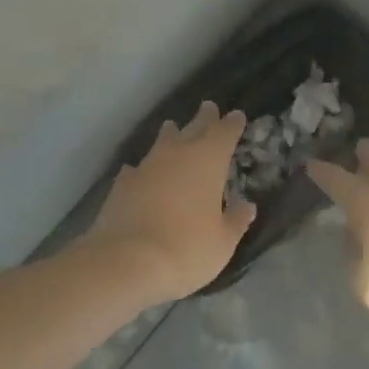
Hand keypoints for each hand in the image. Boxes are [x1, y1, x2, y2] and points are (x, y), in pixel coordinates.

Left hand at [83, 101, 256, 302]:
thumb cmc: (186, 249)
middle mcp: (177, 154)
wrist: (125, 262)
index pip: (224, 133)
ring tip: (173, 129)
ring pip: (162, 142)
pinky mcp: (122, 184)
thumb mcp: (223, 242)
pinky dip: (145, 169)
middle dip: (204, 118)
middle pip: (193, 128)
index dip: (232, 124)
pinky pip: (138, 168)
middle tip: (208, 107)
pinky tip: (141, 173)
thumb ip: (236, 221)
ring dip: (171, 135)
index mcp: (208, 161)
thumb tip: (247, 206)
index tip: (237, 116)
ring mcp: (146, 166)